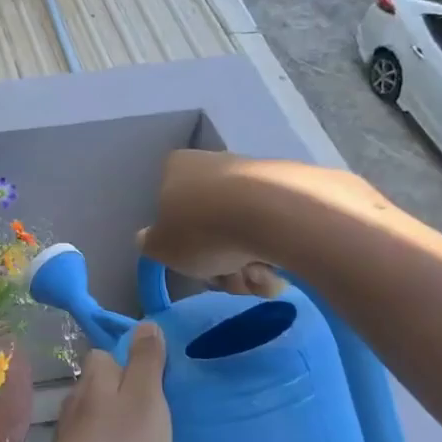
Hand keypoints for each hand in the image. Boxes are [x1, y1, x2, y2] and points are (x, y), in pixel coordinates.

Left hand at [39, 323, 171, 441]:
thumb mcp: (145, 398)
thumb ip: (146, 361)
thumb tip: (144, 324)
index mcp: (95, 376)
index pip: (108, 353)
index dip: (132, 362)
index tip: (158, 382)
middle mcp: (76, 397)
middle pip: (103, 384)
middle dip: (127, 394)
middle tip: (159, 416)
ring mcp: (69, 431)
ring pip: (98, 414)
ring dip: (119, 422)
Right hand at [138, 150, 387, 294]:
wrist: (274, 214)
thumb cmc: (203, 229)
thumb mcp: (161, 247)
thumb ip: (150, 244)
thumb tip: (148, 238)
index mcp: (177, 168)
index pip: (169, 206)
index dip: (180, 242)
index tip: (193, 262)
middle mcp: (215, 163)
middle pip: (210, 226)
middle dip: (220, 263)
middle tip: (227, 279)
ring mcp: (255, 175)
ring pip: (244, 233)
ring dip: (247, 266)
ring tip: (259, 277)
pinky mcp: (293, 189)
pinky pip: (276, 230)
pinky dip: (275, 255)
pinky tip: (281, 269)